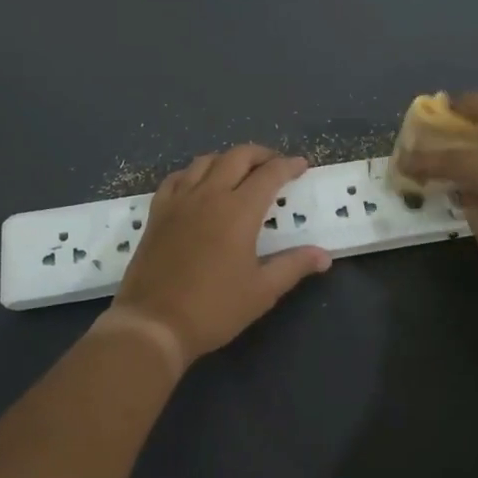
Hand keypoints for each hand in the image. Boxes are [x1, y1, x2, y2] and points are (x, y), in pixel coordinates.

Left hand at [114, 145, 331, 361]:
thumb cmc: (214, 308)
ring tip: (240, 171)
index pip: (269, 174)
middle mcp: (209, 194)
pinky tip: (199, 184)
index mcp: (239, 210)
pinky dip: (194, 172)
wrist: (154, 323)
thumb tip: (324, 255)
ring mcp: (179, 200)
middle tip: (275, 165)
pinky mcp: (158, 212)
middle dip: (261, 154)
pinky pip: (176, 178)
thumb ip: (293, 266)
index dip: (288, 166)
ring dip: (228, 159)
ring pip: (206, 161)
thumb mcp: (262, 291)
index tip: (302, 166)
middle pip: (237, 156)